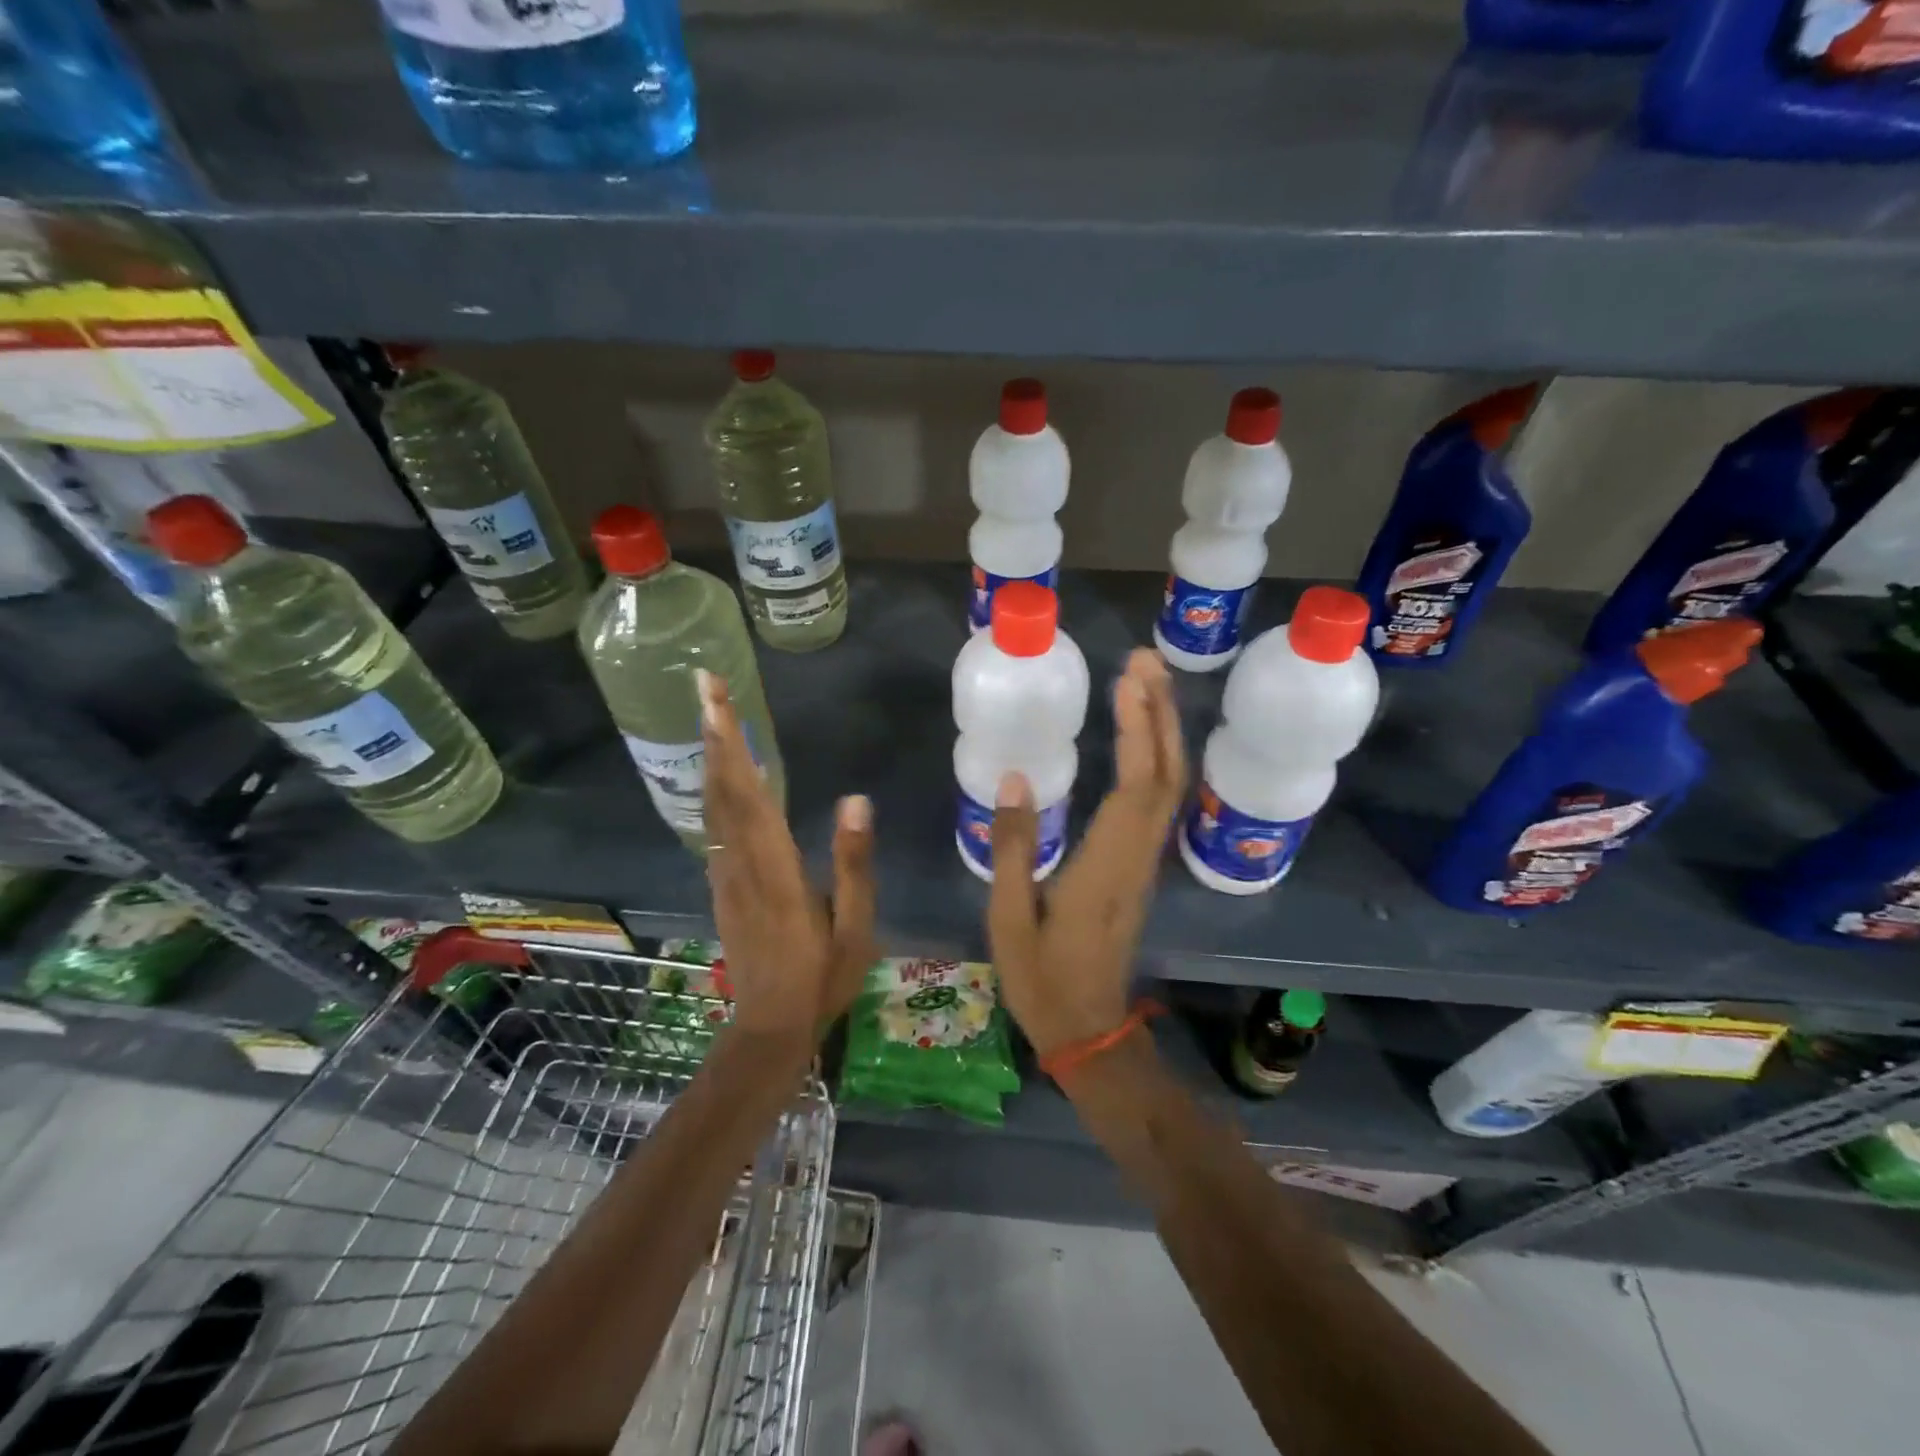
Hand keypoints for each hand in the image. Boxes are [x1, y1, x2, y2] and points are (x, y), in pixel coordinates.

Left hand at [696, 668, 875, 1054]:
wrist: (769, 1027)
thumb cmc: (822, 977)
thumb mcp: (855, 925)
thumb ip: (854, 862)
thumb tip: (856, 798)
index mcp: (776, 867)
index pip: (750, 792)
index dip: (732, 743)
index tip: (715, 700)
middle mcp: (742, 862)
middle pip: (723, 788)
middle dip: (714, 734)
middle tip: (705, 686)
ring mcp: (726, 874)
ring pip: (713, 805)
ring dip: (712, 758)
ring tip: (712, 717)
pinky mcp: (722, 885)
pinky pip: (716, 826)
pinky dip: (716, 790)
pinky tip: (723, 776)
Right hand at [987, 648, 1187, 1058]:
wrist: (1088, 1030)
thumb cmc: (1041, 978)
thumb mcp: (1008, 918)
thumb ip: (1012, 847)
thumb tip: (1015, 779)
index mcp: (1105, 865)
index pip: (1135, 785)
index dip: (1138, 729)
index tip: (1128, 680)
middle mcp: (1137, 856)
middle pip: (1166, 775)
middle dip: (1160, 713)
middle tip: (1144, 660)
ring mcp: (1145, 863)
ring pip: (1170, 787)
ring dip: (1164, 731)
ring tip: (1146, 683)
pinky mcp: (1141, 868)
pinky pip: (1160, 803)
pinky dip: (1157, 759)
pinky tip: (1143, 737)